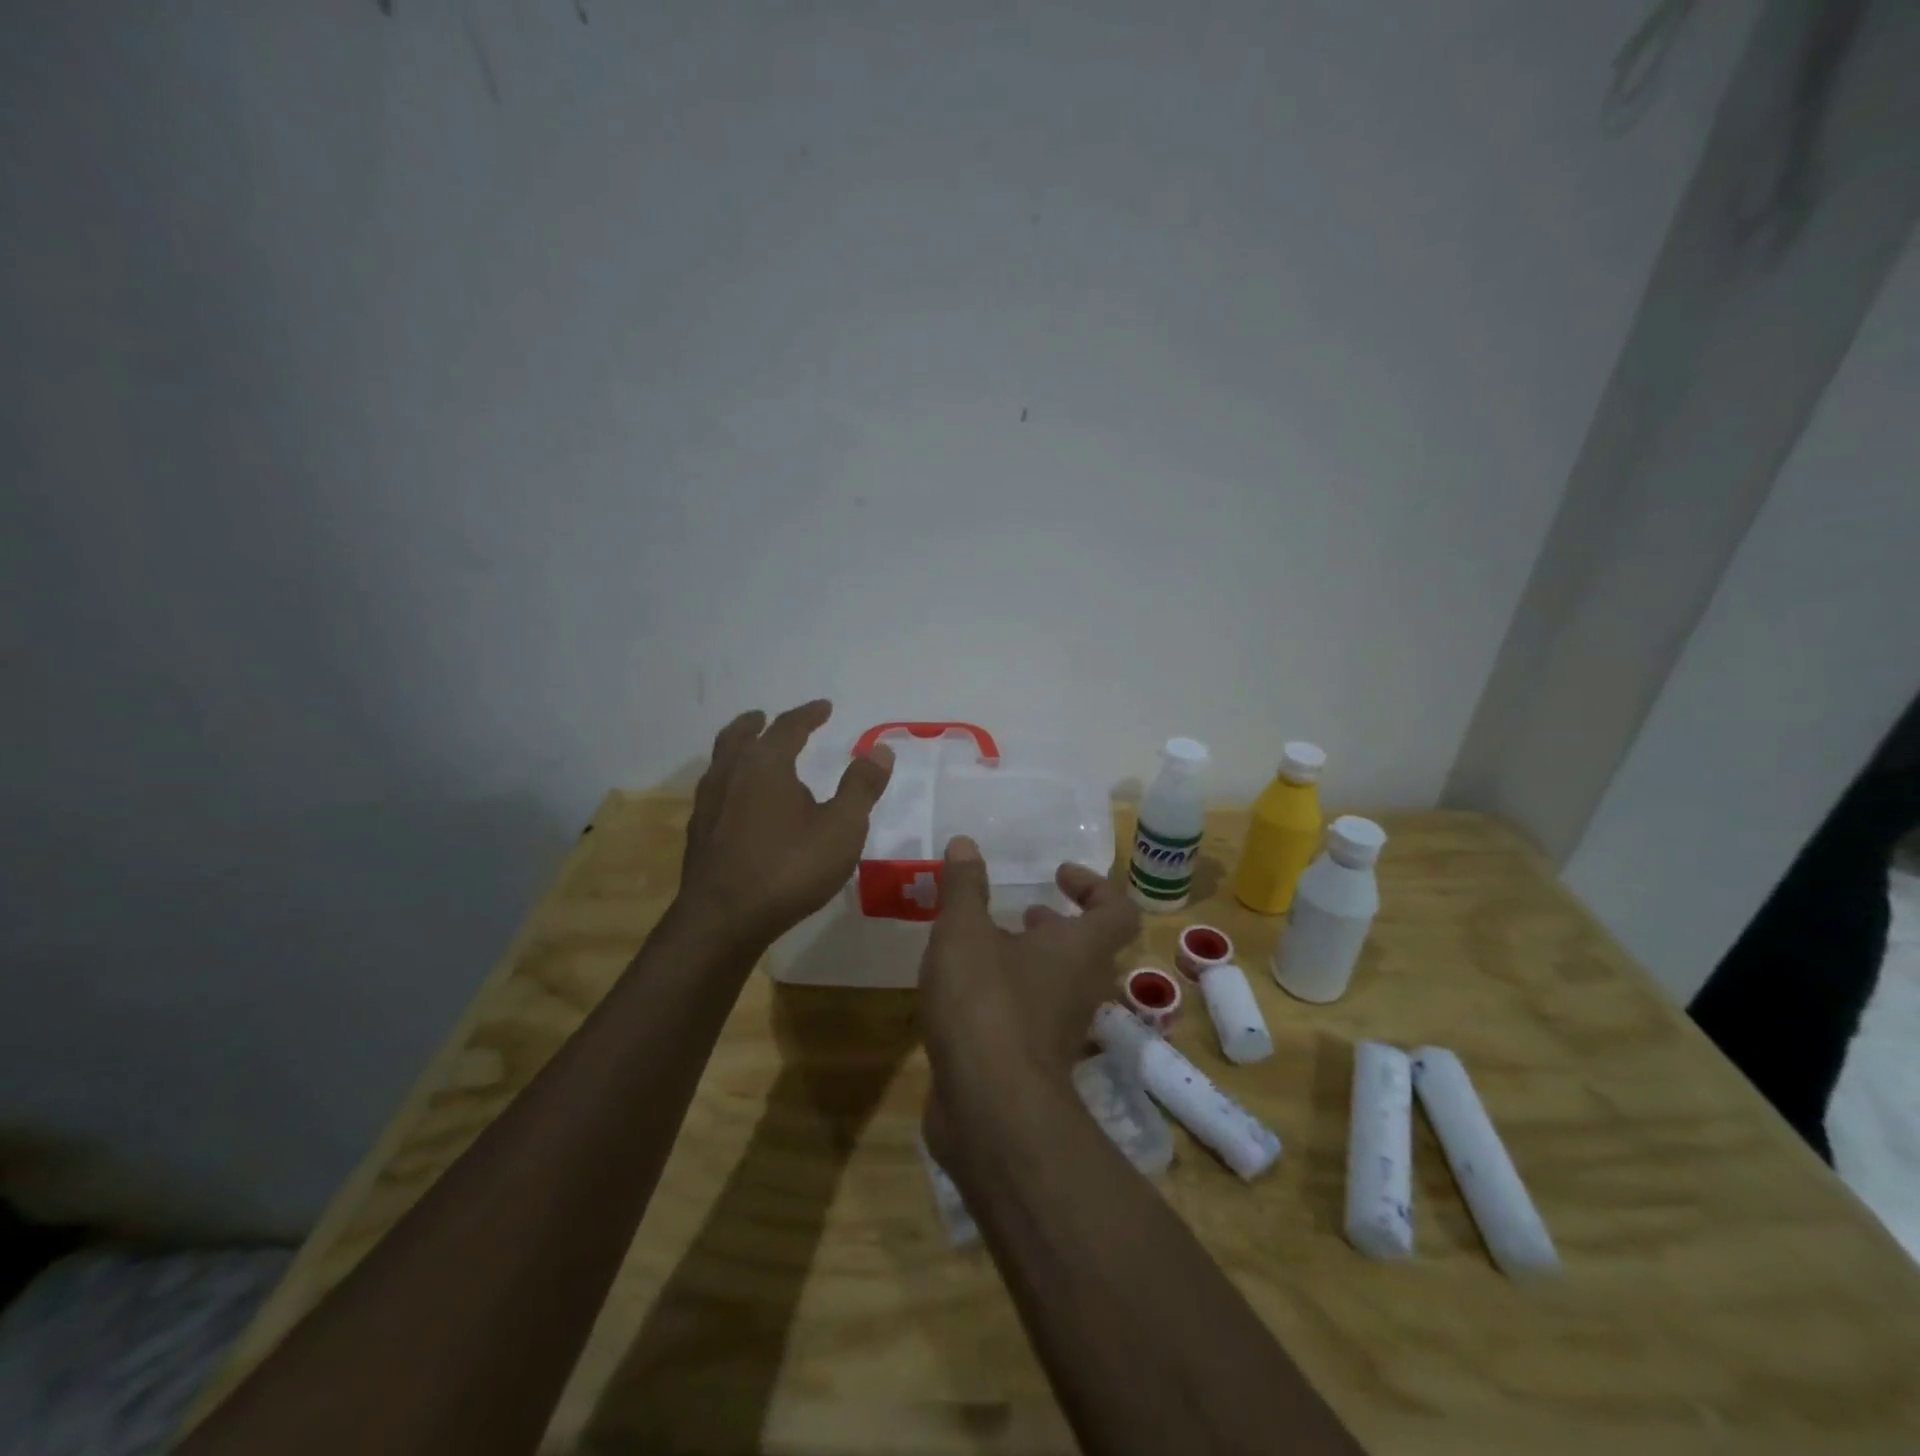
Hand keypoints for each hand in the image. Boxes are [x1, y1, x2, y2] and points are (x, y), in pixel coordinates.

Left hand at [678, 700, 893, 947]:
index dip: (808, 715)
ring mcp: (708, 804)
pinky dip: (729, 781)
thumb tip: (880, 749)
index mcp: (765, 764)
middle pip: (740, 736)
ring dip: (738, 750)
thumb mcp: (842, 828)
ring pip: (721, 762)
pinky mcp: (698, 834)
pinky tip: (738, 803)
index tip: (824, 707)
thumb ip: (861, 787)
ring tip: (750, 754)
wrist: (723, 920)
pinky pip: (715, 791)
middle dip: (757, 724)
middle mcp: (731, 774)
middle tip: (765, 718)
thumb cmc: (789, 868)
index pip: (788, 727)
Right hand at [919, 836, 1138, 1153]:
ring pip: (1058, 985)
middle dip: (1056, 926)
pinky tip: (966, 993)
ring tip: (988, 946)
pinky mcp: (1034, 1063)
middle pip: (1087, 949)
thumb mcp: (964, 932)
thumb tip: (965, 843)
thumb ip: (964, 887)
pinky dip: (1010, 997)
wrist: (989, 1108)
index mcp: (1080, 950)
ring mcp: (1061, 1031)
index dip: (1095, 886)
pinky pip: (1031, 1017)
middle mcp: (1082, 988)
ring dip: (1032, 962)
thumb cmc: (985, 1002)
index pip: (1117, 910)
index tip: (1059, 875)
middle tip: (1024, 913)